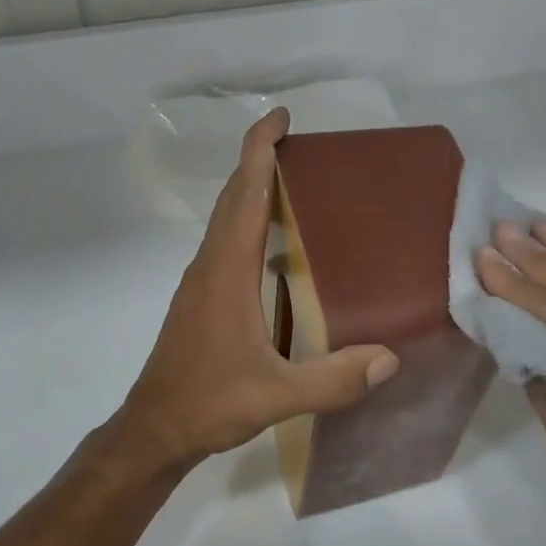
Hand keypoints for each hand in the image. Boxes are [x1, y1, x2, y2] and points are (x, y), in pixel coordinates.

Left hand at [118, 108, 399, 467]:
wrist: (154, 428)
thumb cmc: (209, 403)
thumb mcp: (276, 396)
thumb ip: (333, 380)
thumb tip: (390, 358)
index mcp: (227, 272)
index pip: (244, 194)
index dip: (259, 150)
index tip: (280, 117)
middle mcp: (210, 265)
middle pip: (232, 196)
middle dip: (260, 160)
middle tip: (300, 145)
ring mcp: (201, 281)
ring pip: (226, 219)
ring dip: (251, 190)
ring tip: (293, 184)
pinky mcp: (200, 298)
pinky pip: (225, 242)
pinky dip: (247, 222)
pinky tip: (276, 246)